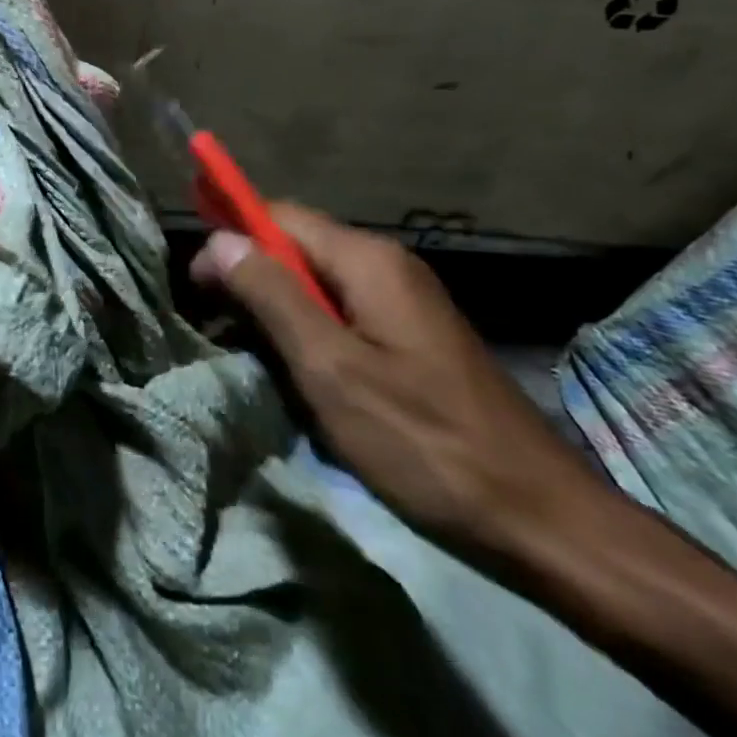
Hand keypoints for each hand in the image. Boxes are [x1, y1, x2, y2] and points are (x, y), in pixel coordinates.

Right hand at [192, 205, 602, 558]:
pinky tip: (295, 373)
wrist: (539, 519)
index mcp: (366, 259)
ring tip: (247, 356)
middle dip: (249, 278)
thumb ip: (271, 296)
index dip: (230, 239)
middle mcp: (384, 264)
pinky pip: (340, 313)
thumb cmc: (423, 441)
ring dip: (274, 311)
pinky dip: (306, 333)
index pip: (277, 216)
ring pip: (314, 283)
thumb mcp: (331, 368)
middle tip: (216, 328)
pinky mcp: (409, 335)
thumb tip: (219, 240)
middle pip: (295, 247)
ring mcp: (401, 299)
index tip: (197, 286)